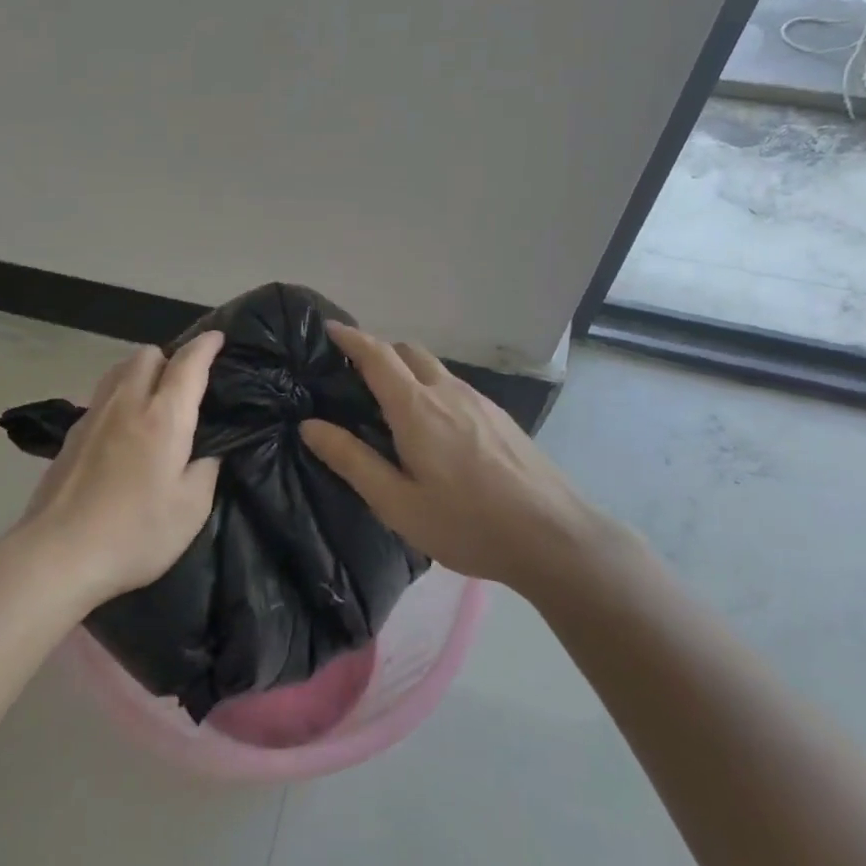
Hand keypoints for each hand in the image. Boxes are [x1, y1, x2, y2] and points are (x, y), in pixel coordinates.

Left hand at [11, 332, 224, 606]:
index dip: (206, 346)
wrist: (58, 554)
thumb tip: (209, 449)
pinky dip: (120, 396)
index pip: (187, 364)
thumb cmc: (135, 533)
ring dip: (141, 372)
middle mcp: (127, 403)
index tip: (218, 338)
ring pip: (119, 370)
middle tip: (186, 384)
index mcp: (163, 417)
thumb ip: (207, 468)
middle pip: (147, 354)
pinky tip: (124, 428)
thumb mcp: (191, 509)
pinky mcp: (72, 434)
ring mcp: (93, 416)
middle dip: (170, 357)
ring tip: (154, 400)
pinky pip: (102, 395)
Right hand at [300, 323, 596, 588]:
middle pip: (407, 351)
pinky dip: (431, 389)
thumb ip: (352, 461)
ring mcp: (479, 401)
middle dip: (377, 353)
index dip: (350, 338)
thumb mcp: (397, 503)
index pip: (377, 355)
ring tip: (391, 407)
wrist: (554, 535)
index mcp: (416, 408)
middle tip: (354, 379)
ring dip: (406, 371)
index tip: (329, 329)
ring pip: (433, 368)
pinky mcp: (499, 416)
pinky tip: (434, 430)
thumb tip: (310, 426)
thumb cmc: (467, 523)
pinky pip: (454, 386)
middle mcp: (447, 391)